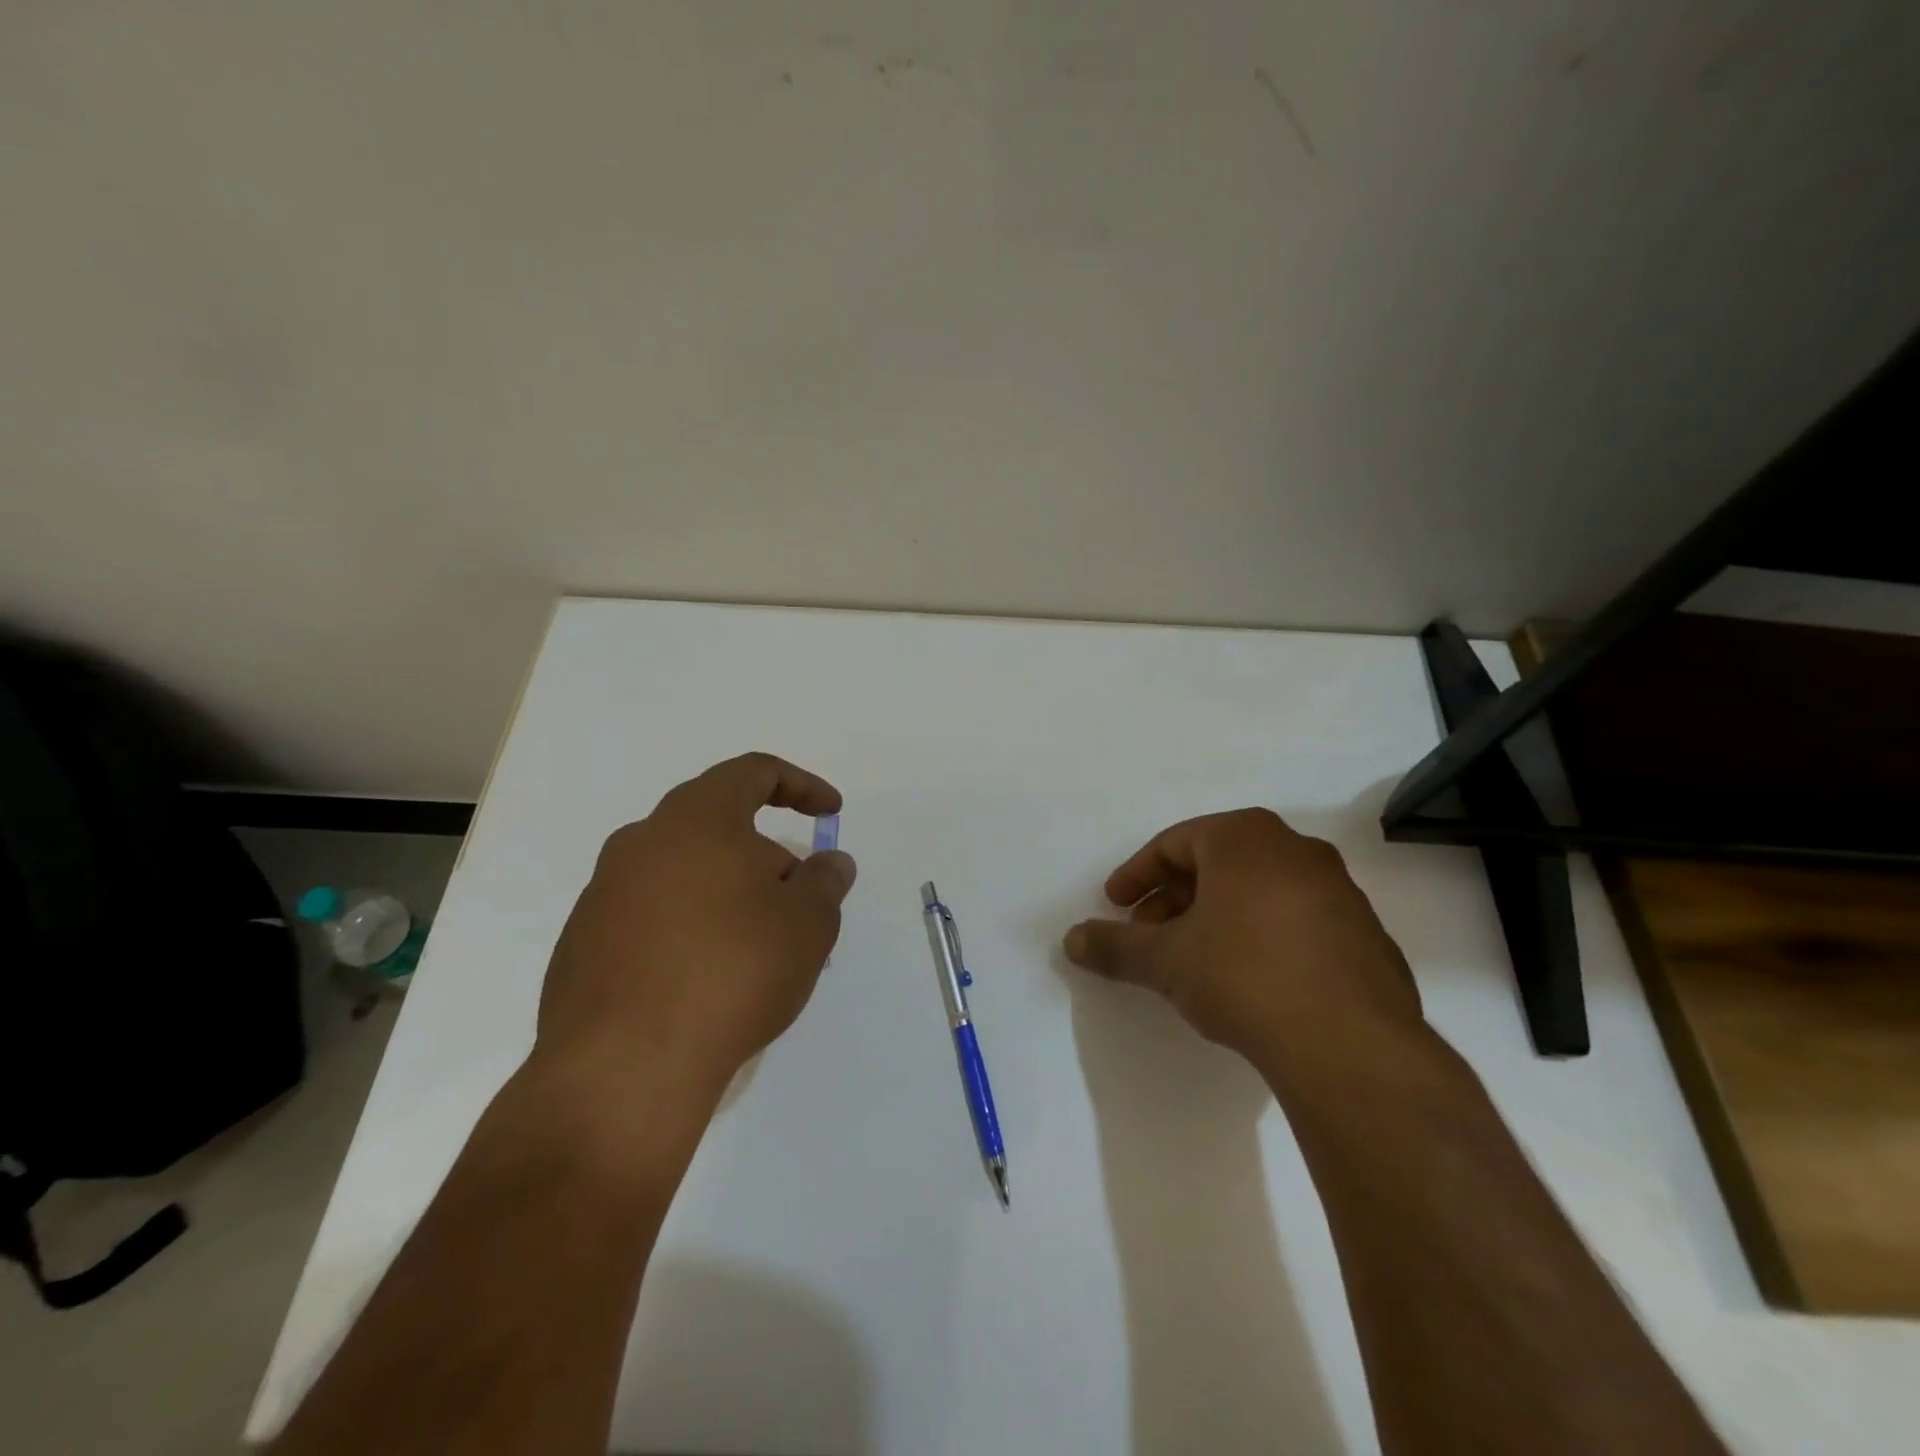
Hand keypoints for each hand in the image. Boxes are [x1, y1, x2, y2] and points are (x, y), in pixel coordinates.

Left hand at [536, 753, 856, 1101]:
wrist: (625, 1068)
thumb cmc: (732, 971)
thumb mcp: (809, 923)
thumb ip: (826, 882)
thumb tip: (830, 864)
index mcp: (696, 818)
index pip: (753, 772)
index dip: (801, 786)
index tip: (831, 813)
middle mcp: (641, 842)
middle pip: (718, 826)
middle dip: (767, 857)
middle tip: (799, 903)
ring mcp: (603, 893)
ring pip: (684, 873)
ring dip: (728, 895)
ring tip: (759, 949)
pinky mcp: (581, 943)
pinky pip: (652, 916)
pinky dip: (689, 928)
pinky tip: (708, 980)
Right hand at [1063, 809, 1423, 1072]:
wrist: (1350, 1045)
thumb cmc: (1242, 976)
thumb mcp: (1164, 960)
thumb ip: (1113, 945)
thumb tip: (1071, 940)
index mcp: (1245, 838)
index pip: (1174, 843)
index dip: (1136, 875)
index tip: (1115, 905)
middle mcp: (1296, 850)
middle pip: (1217, 864)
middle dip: (1174, 898)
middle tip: (1147, 934)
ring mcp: (1339, 891)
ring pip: (1258, 891)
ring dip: (1216, 917)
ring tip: (1192, 959)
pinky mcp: (1365, 934)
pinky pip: (1296, 920)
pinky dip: (1260, 936)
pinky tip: (1247, 980)